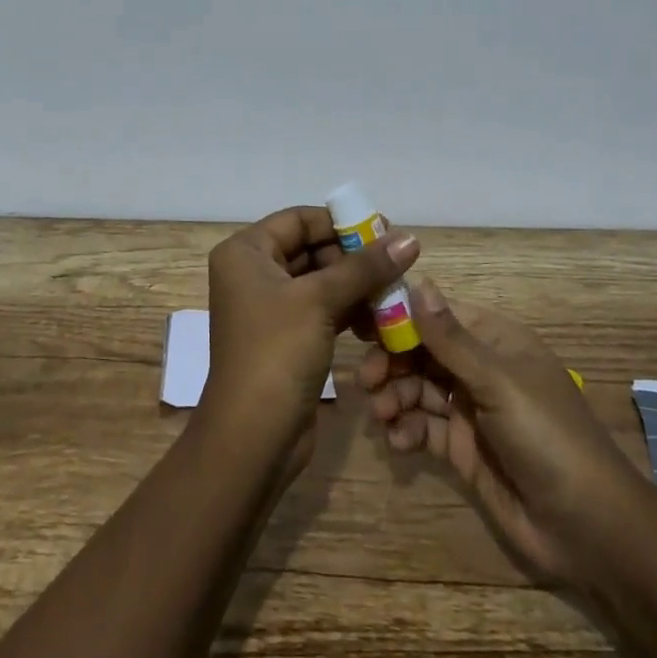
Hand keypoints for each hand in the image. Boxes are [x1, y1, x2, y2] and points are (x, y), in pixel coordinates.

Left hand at [203, 206, 419, 464]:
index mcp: (246, 252)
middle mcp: (253, 273)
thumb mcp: (320, 301)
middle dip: (355, 258)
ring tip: (396, 295)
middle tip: (397, 265)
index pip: (299, 219)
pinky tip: (381, 323)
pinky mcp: (287, 337)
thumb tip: (410, 239)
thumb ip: (365, 267)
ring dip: (357, 287)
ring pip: (321, 281)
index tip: (386, 232)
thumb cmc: (277, 353)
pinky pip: (323, 310)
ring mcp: (269, 308)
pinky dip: (350, 311)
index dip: (342, 223)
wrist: (253, 438)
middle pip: (312, 248)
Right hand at [359, 280, 639, 580]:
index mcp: (495, 341)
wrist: (588, 529)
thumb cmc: (547, 437)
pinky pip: (424, 427)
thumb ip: (451, 338)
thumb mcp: (498, 382)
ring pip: (418, 389)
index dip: (400, 317)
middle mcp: (480, 369)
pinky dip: (406, 430)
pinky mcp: (463, 449)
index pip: (438, 315)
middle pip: (422, 352)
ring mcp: (470, 410)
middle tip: (366, 380)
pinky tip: (398, 441)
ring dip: (394, 397)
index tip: (361, 325)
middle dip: (392, 363)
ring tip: (381, 415)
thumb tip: (418, 281)